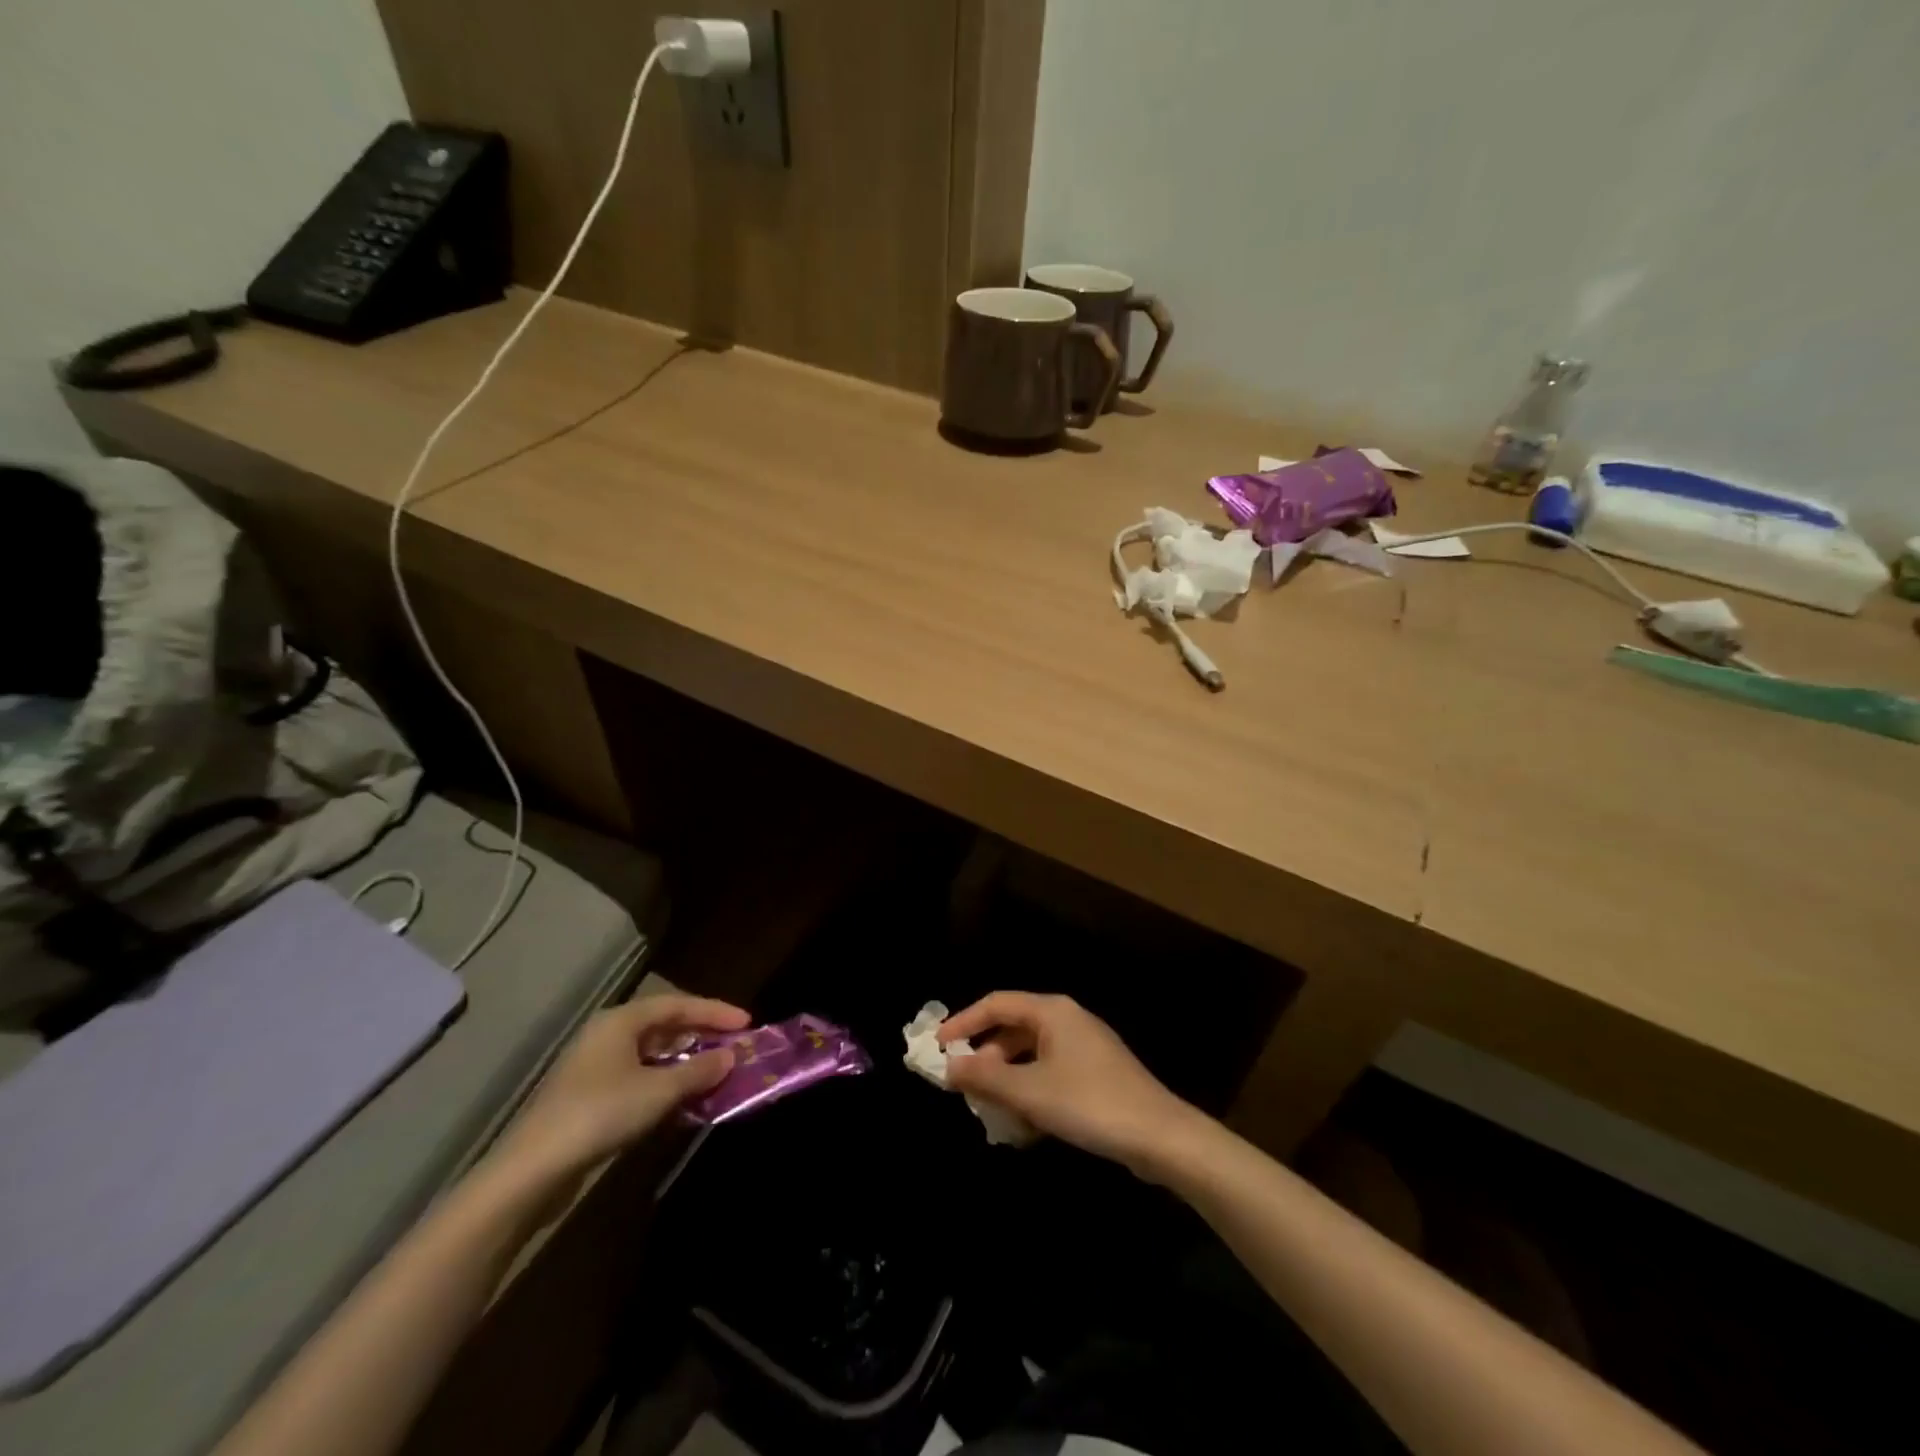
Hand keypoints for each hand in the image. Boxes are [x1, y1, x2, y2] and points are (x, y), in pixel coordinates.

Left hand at [491, 993, 746, 1185]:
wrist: (531, 1172)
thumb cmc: (599, 1115)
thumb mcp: (658, 1091)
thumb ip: (699, 1071)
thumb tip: (730, 1056)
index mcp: (620, 1021)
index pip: (677, 1004)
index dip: (715, 1011)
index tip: (747, 1023)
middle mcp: (607, 1036)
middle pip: (664, 1026)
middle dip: (702, 1035)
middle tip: (735, 1045)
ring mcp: (595, 1068)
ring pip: (652, 1054)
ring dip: (686, 1063)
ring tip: (717, 1072)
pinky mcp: (590, 1098)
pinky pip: (640, 1078)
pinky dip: (666, 1083)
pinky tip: (684, 1100)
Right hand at [940, 992, 1204, 1174]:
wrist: (1161, 1136)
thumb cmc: (1089, 1104)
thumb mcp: (1029, 1092)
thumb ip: (984, 1076)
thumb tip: (948, 1065)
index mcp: (1051, 1011)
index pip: (996, 1003)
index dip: (963, 1022)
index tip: (936, 1046)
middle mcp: (1068, 1019)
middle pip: (1013, 1027)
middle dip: (985, 1056)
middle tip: (962, 1085)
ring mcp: (1085, 1046)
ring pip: (1031, 1053)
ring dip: (1007, 1078)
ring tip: (991, 1108)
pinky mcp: (1096, 1073)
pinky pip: (1050, 1072)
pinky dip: (1031, 1089)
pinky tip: (1026, 1122)